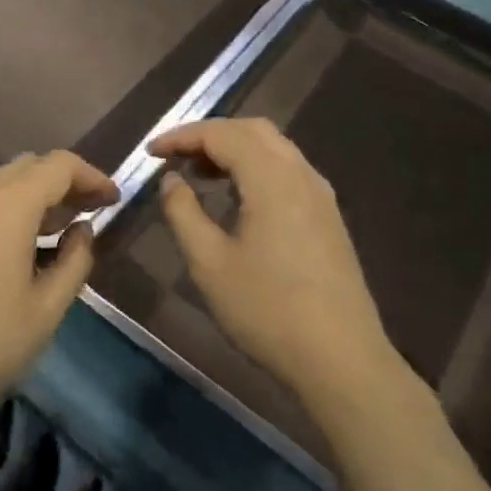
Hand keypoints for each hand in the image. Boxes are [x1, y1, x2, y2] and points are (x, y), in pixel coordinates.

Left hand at [0, 152, 119, 426]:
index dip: (92, 177)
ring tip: (50, 226)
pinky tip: (9, 243)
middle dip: (65, 182)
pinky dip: (2, 202)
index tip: (113, 201)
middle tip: (88, 214)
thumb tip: (82, 230)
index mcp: (9, 204)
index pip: (59, 166)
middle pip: (29, 166)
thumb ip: (75, 261)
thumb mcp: (46, 309)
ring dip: (30, 190)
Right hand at [149, 119, 406, 409]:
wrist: (340, 359)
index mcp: (272, 179)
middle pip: (253, 131)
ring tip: (200, 175)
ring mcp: (321, 195)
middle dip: (209, 135)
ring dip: (234, 150)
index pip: (222, 134)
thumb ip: (183, 213)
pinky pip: (288, 171)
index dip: (181, 136)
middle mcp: (301, 175)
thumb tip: (171, 180)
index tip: (150, 153)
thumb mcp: (209, 264)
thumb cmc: (267, 311)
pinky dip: (256, 168)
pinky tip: (237, 198)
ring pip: (274, 148)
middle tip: (174, 157)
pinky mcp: (328, 217)